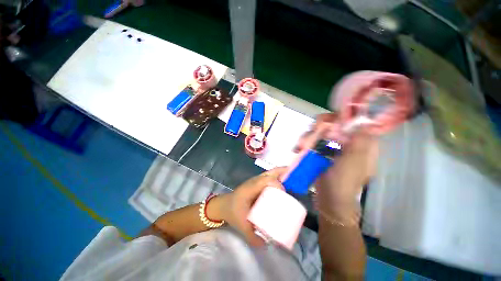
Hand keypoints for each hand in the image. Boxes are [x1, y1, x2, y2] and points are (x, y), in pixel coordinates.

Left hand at [210, 167, 286, 246]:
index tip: (284, 193)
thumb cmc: (233, 212)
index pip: (265, 181)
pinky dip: (277, 176)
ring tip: (292, 177)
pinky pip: (268, 176)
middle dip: (282, 173)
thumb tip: (269, 244)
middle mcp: (253, 182)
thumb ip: (253, 237)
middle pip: (270, 173)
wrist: (224, 205)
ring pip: (269, 172)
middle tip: (293, 179)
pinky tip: (283, 181)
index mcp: (250, 189)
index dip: (276, 184)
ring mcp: (255, 180)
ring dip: (281, 173)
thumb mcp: (242, 226)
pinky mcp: (256, 182)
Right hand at [295, 113, 377, 214]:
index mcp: (360, 143)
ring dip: (308, 136)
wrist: (330, 200)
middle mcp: (347, 141)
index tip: (328, 123)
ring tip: (300, 147)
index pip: (353, 120)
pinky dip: (304, 143)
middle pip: (333, 123)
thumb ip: (359, 141)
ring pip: (319, 131)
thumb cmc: (344, 183)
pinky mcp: (320, 151)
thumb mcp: (354, 162)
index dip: (341, 117)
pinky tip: (297, 149)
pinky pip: (311, 140)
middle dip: (319, 127)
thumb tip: (363, 120)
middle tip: (310, 135)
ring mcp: (332, 146)